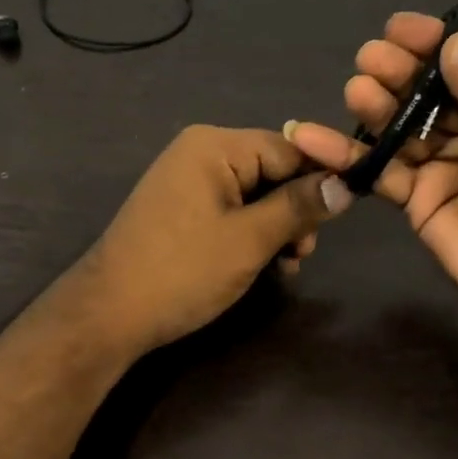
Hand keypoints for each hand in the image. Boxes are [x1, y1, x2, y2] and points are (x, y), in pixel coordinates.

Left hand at [79, 126, 351, 354]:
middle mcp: (199, 152)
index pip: (288, 148)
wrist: (109, 313)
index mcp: (214, 146)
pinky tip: (264, 265)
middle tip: (303, 253)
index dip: (320, 179)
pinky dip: (251, 233)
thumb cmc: (183, 270)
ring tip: (286, 265)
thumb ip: (300, 207)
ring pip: (254, 194)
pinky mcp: (181, 209)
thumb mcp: (250, 240)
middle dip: (295, 210)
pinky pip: (230, 210)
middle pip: (271, 170)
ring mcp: (187, 181)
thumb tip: (347, 184)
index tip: (345, 215)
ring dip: (277, 227)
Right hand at [287, 13, 457, 334]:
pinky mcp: (414, 197)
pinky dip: (347, 155)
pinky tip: (315, 137)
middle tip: (371, 60)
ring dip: (375, 106)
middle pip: (427, 89)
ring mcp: (441, 161)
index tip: (399, 29)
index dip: (434, 43)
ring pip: (399, 125)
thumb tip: (453, 46)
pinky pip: (378, 170)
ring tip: (357, 91)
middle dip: (399, 71)